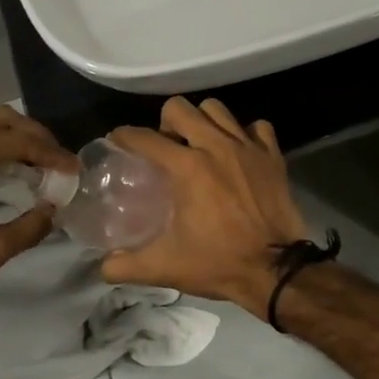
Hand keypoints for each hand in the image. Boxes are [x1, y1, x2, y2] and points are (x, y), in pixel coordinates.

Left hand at [0, 108, 77, 310]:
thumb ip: (29, 227)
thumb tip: (53, 211)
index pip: (18, 141)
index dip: (51, 154)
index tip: (74, 170)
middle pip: (0, 120)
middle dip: (34, 137)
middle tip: (58, 161)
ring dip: (10, 139)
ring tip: (37, 164)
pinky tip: (3, 169)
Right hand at [101, 97, 308, 318]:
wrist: (276, 271)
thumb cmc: (218, 263)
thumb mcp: (165, 267)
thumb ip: (126, 265)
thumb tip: (102, 266)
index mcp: (186, 167)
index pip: (144, 137)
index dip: (124, 136)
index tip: (118, 141)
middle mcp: (215, 146)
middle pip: (180, 108)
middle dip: (166, 121)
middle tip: (166, 145)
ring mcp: (247, 147)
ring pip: (217, 109)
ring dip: (203, 120)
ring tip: (199, 143)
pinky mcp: (273, 155)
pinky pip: (257, 127)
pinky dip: (245, 133)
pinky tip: (238, 151)